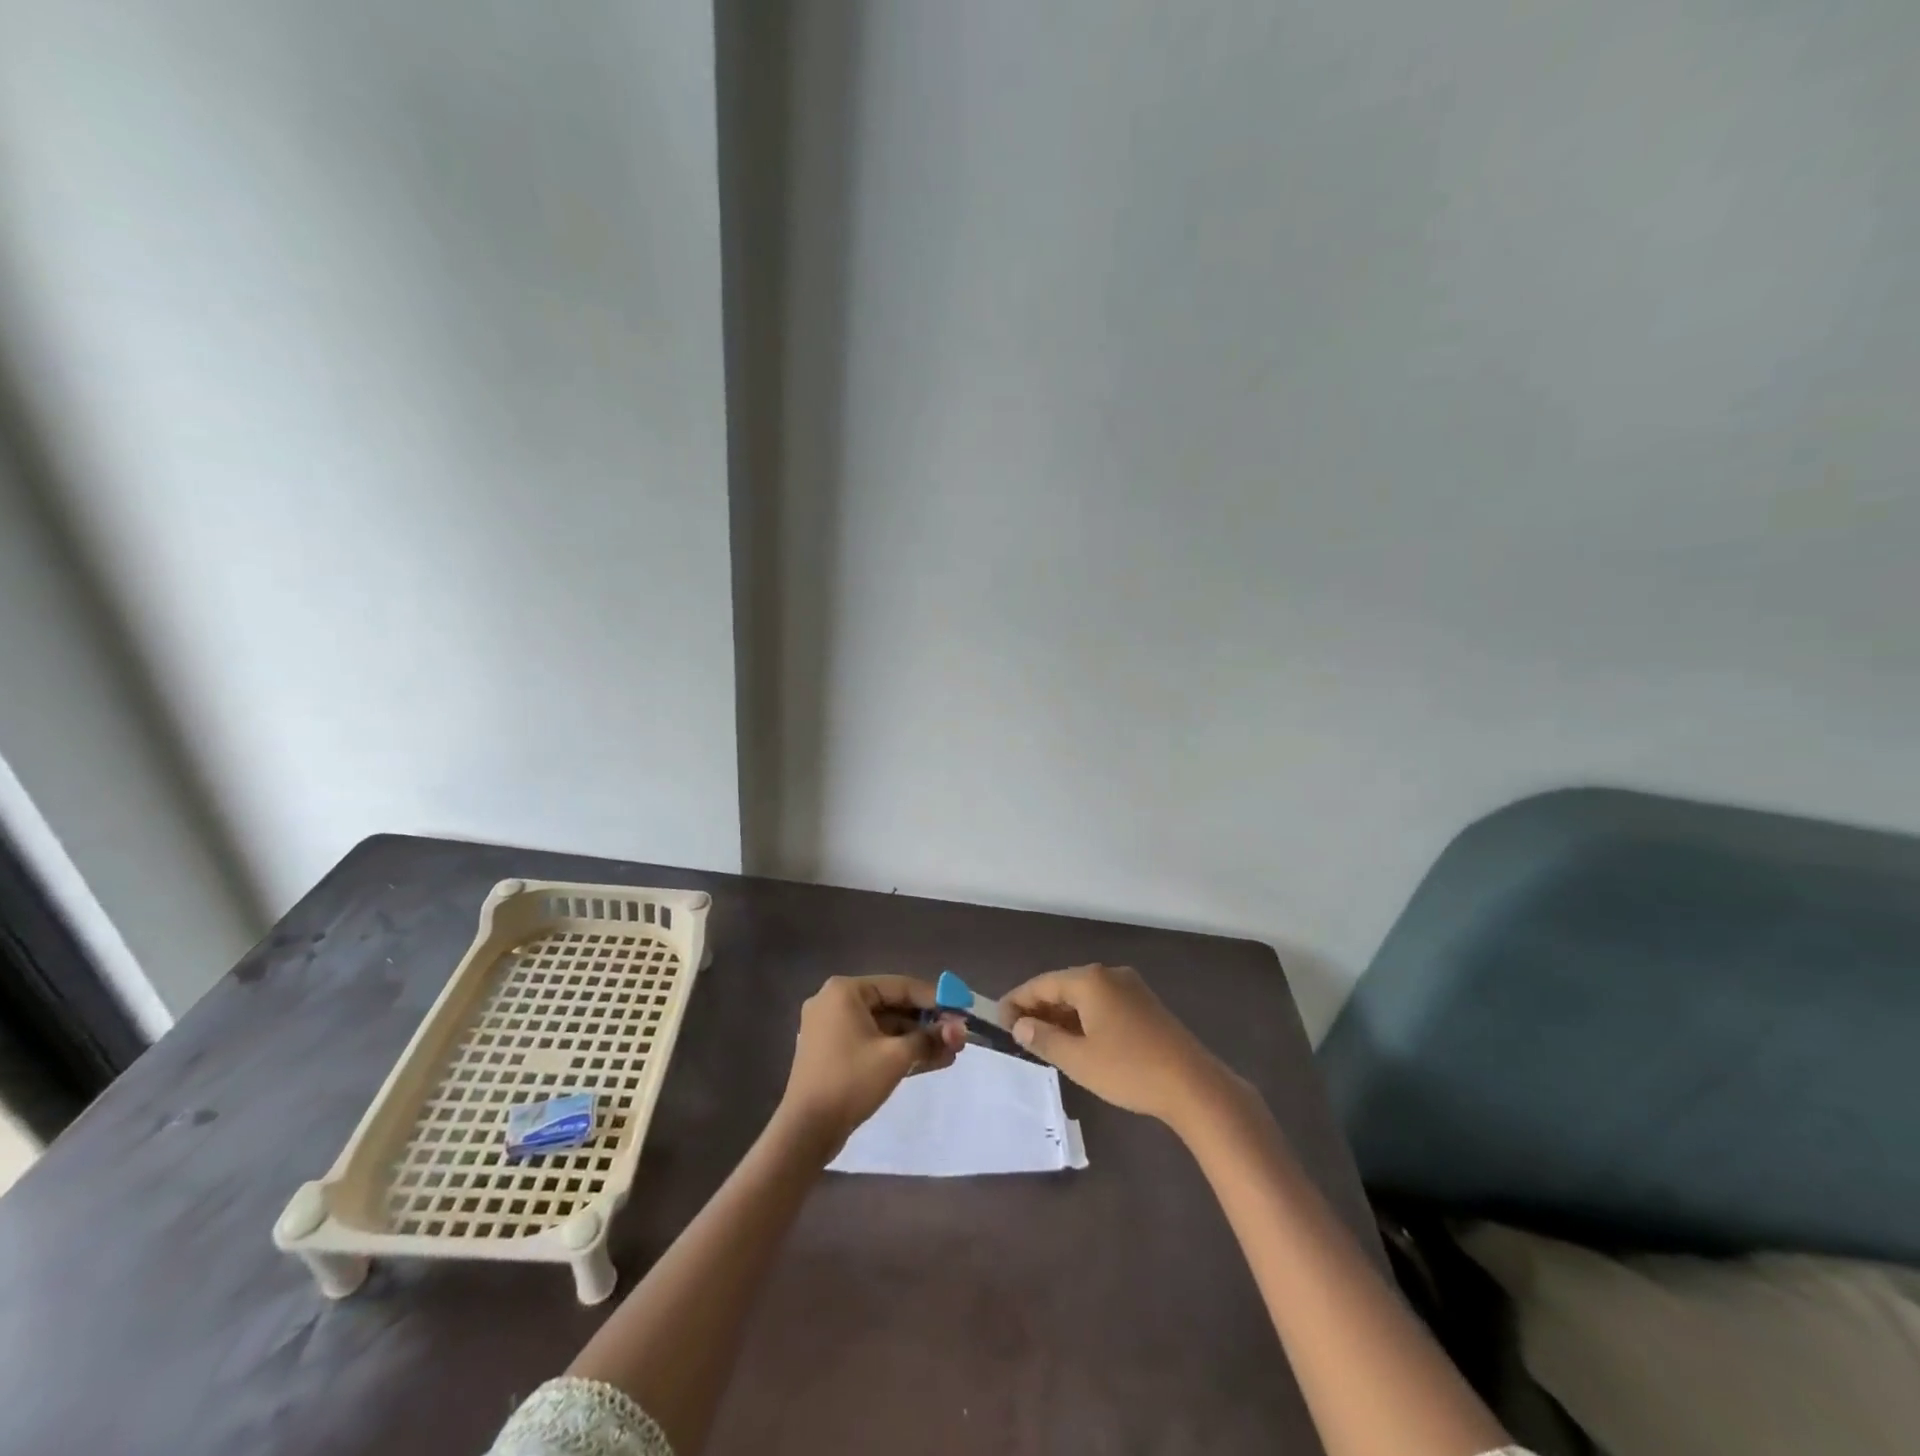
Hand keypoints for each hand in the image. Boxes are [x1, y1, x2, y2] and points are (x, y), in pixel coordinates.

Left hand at [780, 975, 965, 1151]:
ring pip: (884, 1026)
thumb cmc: (850, 1082)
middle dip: (927, 1023)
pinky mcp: (834, 1052)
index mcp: (845, 991)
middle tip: (958, 1034)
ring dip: (916, 1039)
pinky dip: (897, 1050)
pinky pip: (872, 1041)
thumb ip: (930, 1039)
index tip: (961, 1009)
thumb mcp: (896, 1057)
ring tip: (951, 1052)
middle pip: (892, 1005)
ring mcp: (832, 1027)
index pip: (899, 986)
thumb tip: (961, 1030)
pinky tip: (930, 1060)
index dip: (934, 998)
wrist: (805, 1132)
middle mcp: (835, 1001)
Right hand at [1000, 963, 1229, 1126]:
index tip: (997, 1020)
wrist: (1194, 1086)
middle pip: (1064, 986)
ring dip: (1062, 1015)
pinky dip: (1084, 1018)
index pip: (1042, 984)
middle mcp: (1109, 975)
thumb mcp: (1079, 1059)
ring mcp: (1131, 988)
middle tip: (1018, 1034)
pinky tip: (1079, 1041)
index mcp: (1090, 980)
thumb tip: (1020, 1025)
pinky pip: (1103, 1004)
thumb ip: (1044, 1039)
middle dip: (1039, 1008)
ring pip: (1085, 996)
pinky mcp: (1146, 1005)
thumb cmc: (1129, 1070)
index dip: (1018, 1001)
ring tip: (1043, 1040)